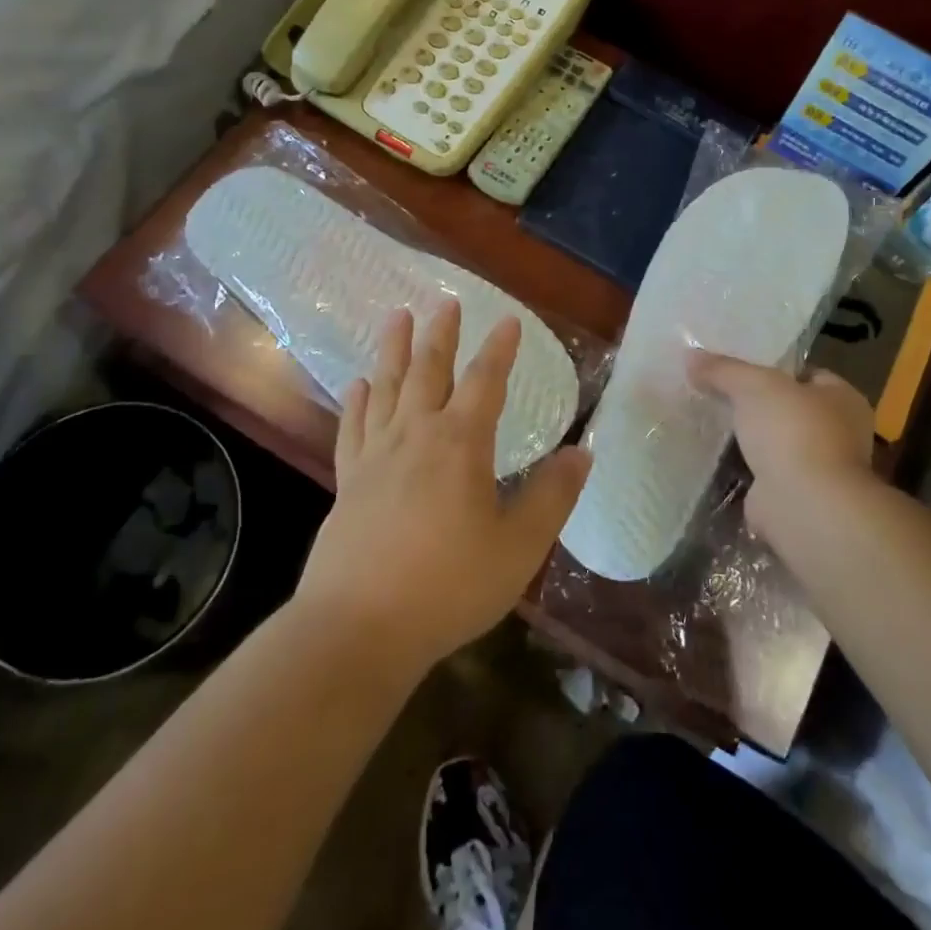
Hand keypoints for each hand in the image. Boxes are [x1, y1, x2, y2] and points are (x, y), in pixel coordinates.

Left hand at [295, 300, 589, 675]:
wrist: (358, 628)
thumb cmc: (448, 585)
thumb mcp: (518, 546)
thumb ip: (552, 496)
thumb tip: (583, 453)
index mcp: (459, 444)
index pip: (485, 381)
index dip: (500, 349)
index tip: (508, 320)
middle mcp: (415, 435)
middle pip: (428, 370)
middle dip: (441, 334)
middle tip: (445, 301)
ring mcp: (375, 456)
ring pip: (386, 387)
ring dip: (394, 349)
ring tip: (397, 317)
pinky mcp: (348, 482)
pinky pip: (352, 427)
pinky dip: (357, 401)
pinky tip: (358, 385)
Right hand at [687, 351, 874, 545]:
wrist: (802, 504)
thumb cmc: (792, 431)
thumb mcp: (752, 385)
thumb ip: (723, 369)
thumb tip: (690, 355)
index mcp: (843, 398)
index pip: (808, 374)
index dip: (774, 368)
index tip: (737, 369)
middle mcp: (838, 433)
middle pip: (789, 409)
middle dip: (757, 405)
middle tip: (716, 393)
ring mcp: (818, 468)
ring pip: (776, 443)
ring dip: (749, 439)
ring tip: (708, 422)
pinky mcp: (795, 496)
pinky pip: (763, 473)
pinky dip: (743, 469)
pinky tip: (714, 458)